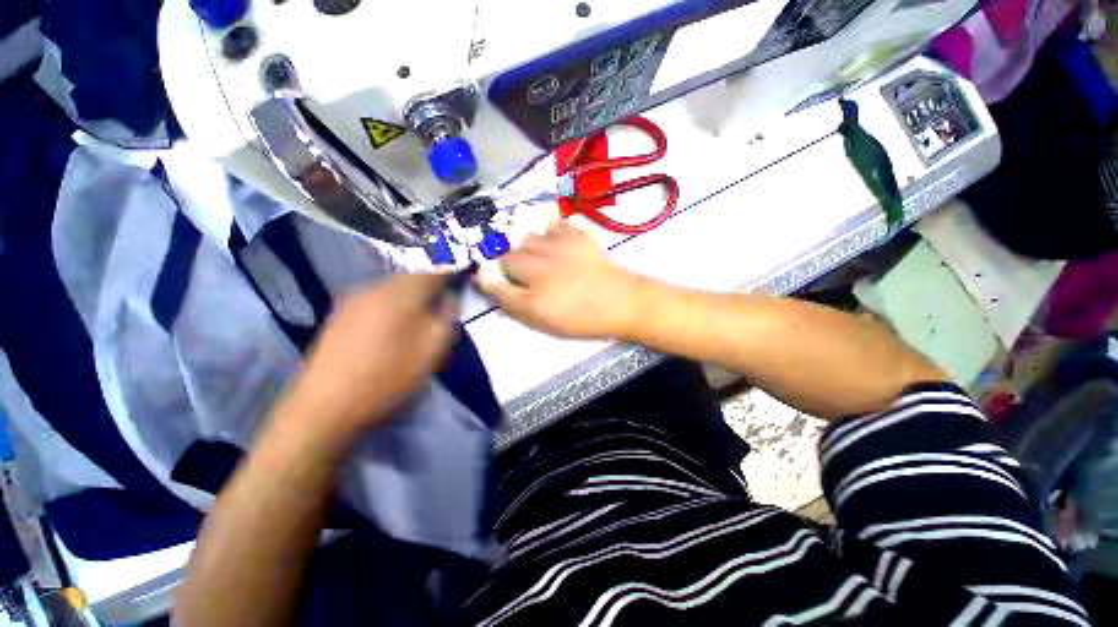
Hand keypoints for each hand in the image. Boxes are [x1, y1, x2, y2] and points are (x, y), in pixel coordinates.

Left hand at [286, 273, 457, 433]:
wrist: (324, 407)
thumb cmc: (388, 376)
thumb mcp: (433, 349)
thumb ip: (448, 317)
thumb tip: (450, 298)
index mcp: (401, 292)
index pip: (435, 267)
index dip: (453, 267)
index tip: (464, 274)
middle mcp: (374, 287)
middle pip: (413, 275)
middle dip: (433, 283)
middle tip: (447, 300)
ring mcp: (353, 301)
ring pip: (394, 288)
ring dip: (414, 295)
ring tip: (423, 315)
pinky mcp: (340, 317)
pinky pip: (378, 300)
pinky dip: (394, 306)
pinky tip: (393, 328)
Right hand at [478, 223, 646, 339]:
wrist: (624, 303)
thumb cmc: (586, 320)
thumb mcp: (549, 326)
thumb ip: (520, 311)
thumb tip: (499, 296)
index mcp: (534, 300)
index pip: (496, 287)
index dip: (487, 282)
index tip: (486, 279)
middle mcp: (541, 272)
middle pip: (507, 258)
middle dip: (508, 265)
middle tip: (520, 272)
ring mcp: (559, 250)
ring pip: (527, 240)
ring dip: (527, 249)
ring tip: (540, 257)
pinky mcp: (577, 237)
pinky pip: (553, 226)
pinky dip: (550, 234)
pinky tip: (557, 244)